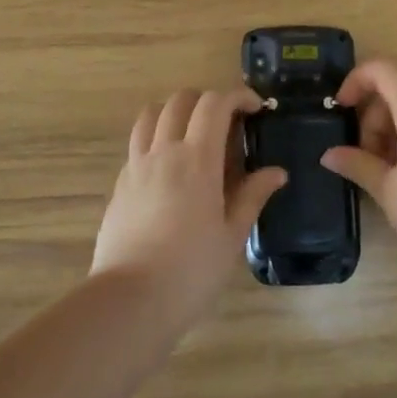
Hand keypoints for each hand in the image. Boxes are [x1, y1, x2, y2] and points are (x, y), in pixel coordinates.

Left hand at [91, 88, 288, 328]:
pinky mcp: (120, 184)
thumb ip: (252, 196)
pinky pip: (138, 144)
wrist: (129, 301)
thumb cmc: (190, 271)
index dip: (238, 96)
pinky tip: (168, 169)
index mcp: (197, 159)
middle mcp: (164, 151)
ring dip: (175, 111)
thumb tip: (276, 172)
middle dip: (207, 100)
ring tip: (192, 134)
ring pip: (151, 114)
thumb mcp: (232, 236)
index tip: (256, 108)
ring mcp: (137, 166)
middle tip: (226, 122)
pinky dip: (156, 139)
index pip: (215, 104)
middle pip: (181, 100)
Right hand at [321, 59, 396, 267]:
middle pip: (394, 93)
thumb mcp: (388, 190)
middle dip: (370, 118)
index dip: (357, 78)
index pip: (384, 69)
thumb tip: (330, 154)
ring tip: (380, 176)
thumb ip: (357, 165)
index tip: (341, 108)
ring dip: (386, 135)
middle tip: (362, 158)